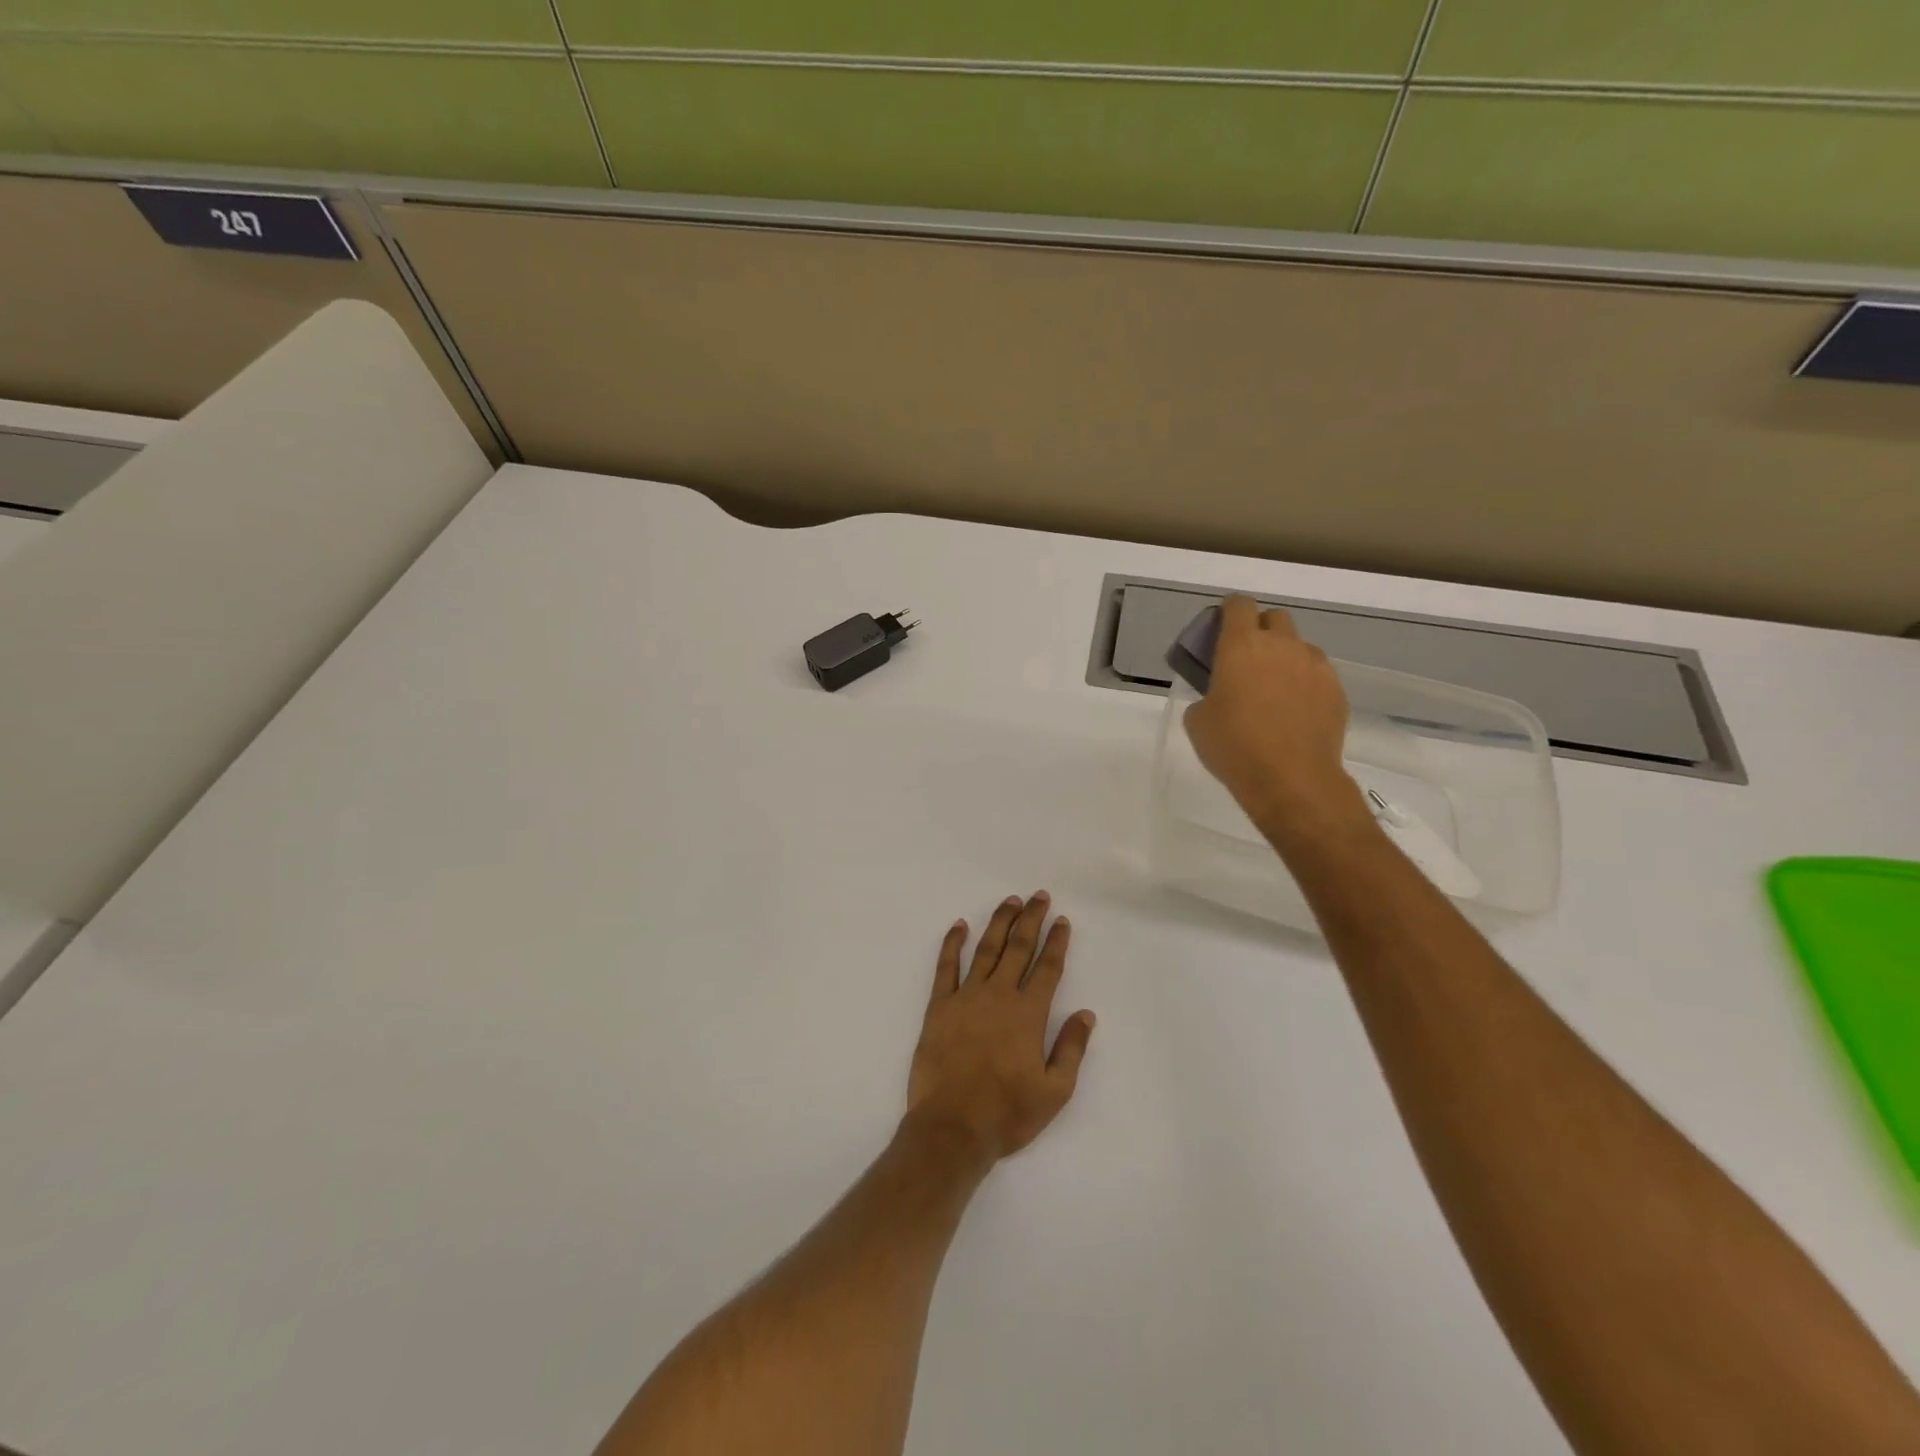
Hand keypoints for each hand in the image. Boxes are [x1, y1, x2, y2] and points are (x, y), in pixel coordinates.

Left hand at [904, 893, 1095, 1167]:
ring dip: (999, 923)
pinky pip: (946, 967)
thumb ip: (1071, 1048)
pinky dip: (952, 943)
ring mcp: (966, 997)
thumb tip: (1086, 1014)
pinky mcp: (939, 1006)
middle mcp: (999, 995)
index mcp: (1028, 1014)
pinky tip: (959, 926)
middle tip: (1038, 896)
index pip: (1047, 968)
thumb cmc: (1007, 1113)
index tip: (1061, 920)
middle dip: (1031, 919)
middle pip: (1018, 948)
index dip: (1056, 942)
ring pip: (986, 949)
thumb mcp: (1054, 1091)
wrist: (952, 1127)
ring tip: (1010, 901)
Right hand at [1182, 597, 1371, 845]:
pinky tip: (1296, 713)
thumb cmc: (1234, 746)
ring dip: (1286, 658)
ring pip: (1299, 647)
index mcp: (1242, 646)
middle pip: (1275, 618)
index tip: (1221, 628)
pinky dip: (1305, 684)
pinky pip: (1318, 675)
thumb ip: (1207, 696)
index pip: (1239, 606)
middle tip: (1248, 661)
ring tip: (1275, 690)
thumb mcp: (1198, 722)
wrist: (1292, 780)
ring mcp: (1315, 666)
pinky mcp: (1337, 690)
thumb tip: (1219, 697)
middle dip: (1261, 630)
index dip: (1229, 612)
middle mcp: (1282, 646)